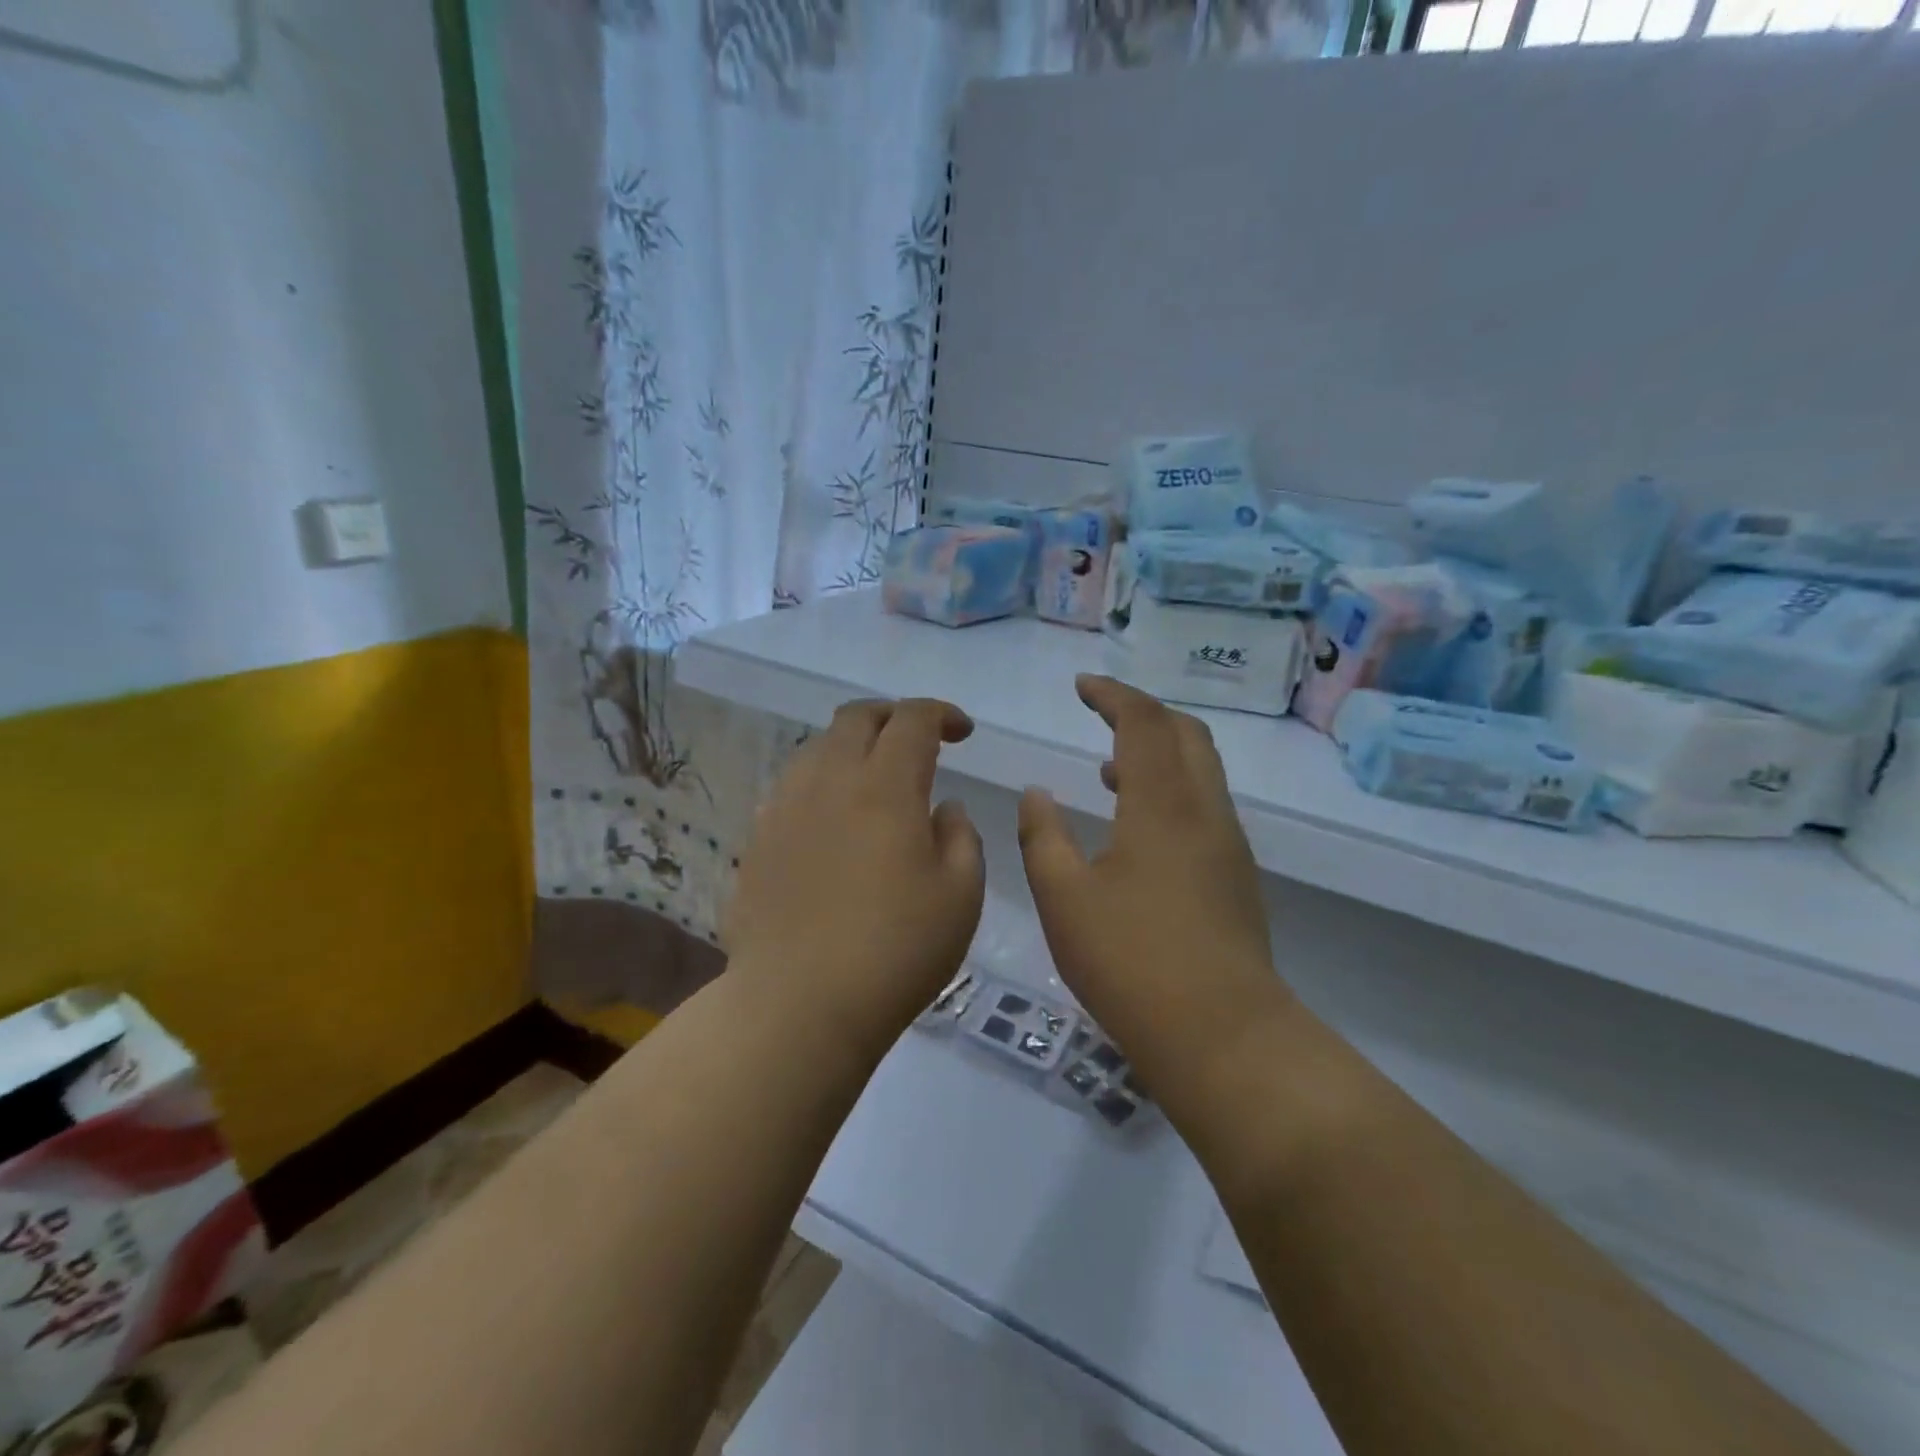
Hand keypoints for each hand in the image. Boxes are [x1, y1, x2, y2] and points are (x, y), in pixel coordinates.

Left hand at [724, 698, 984, 1043]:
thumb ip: (961, 837)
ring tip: (875, 780)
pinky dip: (824, 782)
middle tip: (918, 741)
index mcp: (886, 786)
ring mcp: (785, 807)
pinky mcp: (758, 838)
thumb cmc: (895, 951)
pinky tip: (835, 820)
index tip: (962, 732)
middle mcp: (830, 780)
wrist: (797, 1004)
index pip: (912, 719)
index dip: (941, 714)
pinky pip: (794, 786)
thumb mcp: (960, 896)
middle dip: (893, 715)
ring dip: (854, 747)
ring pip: (819, 747)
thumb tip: (944, 807)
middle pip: (857, 717)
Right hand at [1017, 676, 1283, 1098]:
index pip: (1143, 722)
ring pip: (1201, 771)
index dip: (1112, 695)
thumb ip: (1042, 836)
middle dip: (1144, 713)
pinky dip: (1172, 790)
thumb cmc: (1131, 961)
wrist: (1223, 1035)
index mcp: (1162, 805)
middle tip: (1102, 714)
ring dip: (1159, 753)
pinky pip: (1205, 806)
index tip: (1082, 686)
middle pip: (1186, 734)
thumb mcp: (1063, 898)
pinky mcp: (1237, 877)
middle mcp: (1205, 811)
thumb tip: (1037, 793)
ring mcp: (1228, 845)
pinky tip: (1138, 828)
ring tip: (1110, 768)